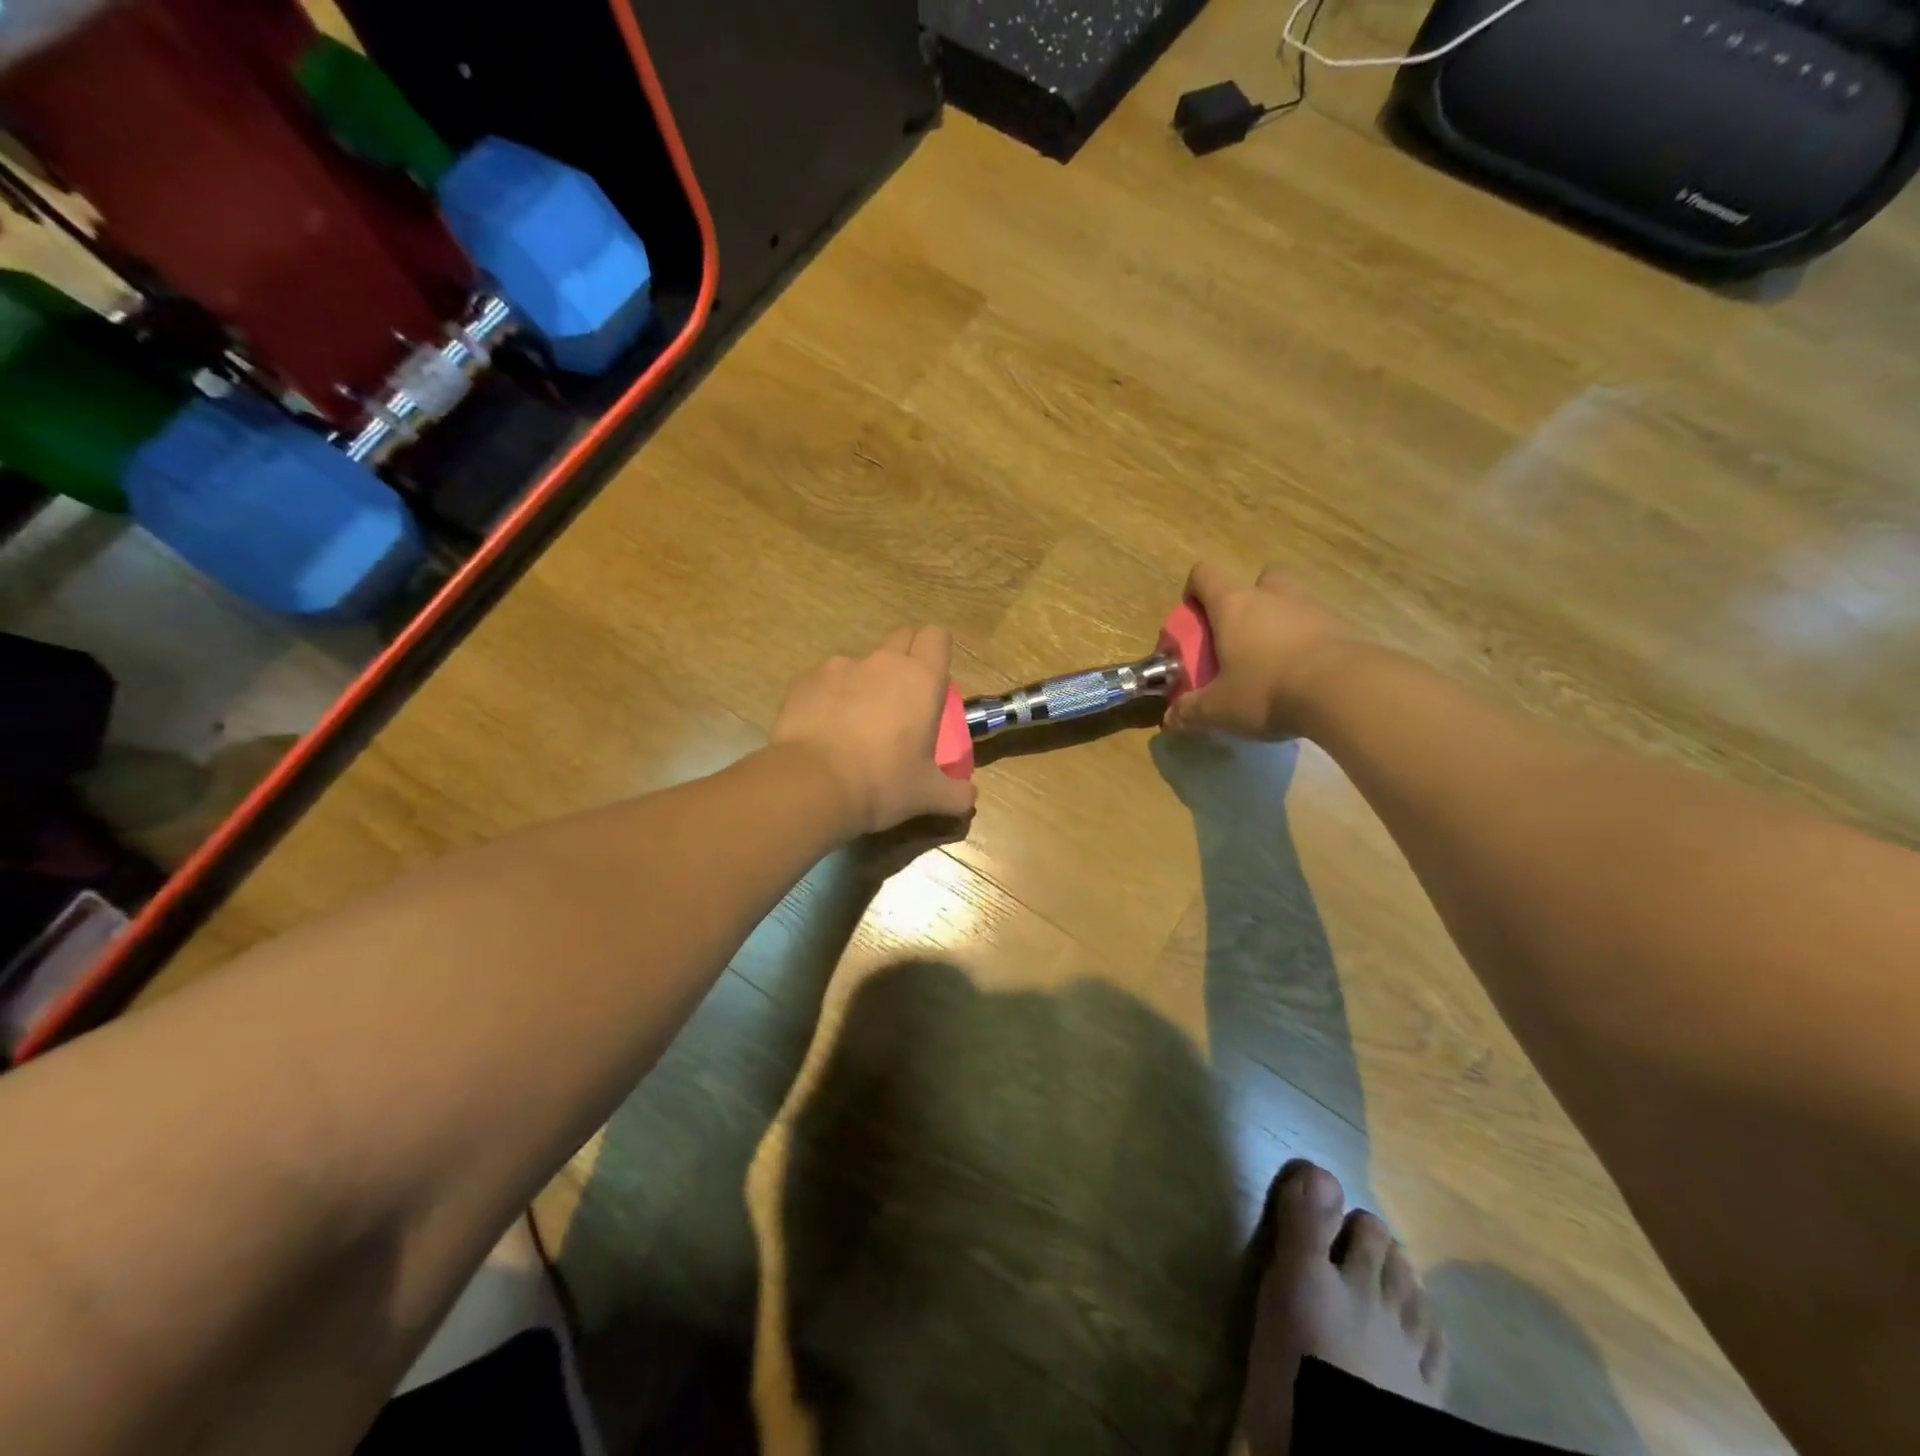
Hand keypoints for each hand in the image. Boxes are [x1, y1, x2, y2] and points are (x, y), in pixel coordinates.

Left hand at [772, 626, 977, 835]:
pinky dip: (828, 698)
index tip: (933, 677)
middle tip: (902, 698)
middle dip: (905, 658)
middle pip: (901, 638)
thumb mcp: (928, 795)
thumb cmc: (883, 784)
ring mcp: (839, 667)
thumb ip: (955, 794)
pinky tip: (823, 730)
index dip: (936, 650)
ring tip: (855, 723)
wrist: (812, 785)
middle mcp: (882, 663)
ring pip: (860, 663)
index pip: (936, 636)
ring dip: (864, 683)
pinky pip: (824, 681)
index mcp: (921, 680)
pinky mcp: (805, 681)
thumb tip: (969, 799)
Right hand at [1165, 562, 1354, 740]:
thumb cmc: (1267, 690)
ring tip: (1273, 660)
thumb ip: (1191, 711)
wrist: (1344, 691)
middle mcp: (1272, 596)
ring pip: (1290, 600)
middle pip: (1258, 579)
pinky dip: (1307, 642)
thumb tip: (1169, 720)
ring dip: (1279, 621)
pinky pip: (1317, 625)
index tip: (1193, 618)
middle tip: (1239, 635)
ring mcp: (1312, 608)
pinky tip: (1302, 675)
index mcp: (1234, 605)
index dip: (1194, 590)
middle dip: (1248, 600)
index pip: (1205, 575)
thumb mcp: (1219, 708)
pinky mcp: (1342, 627)